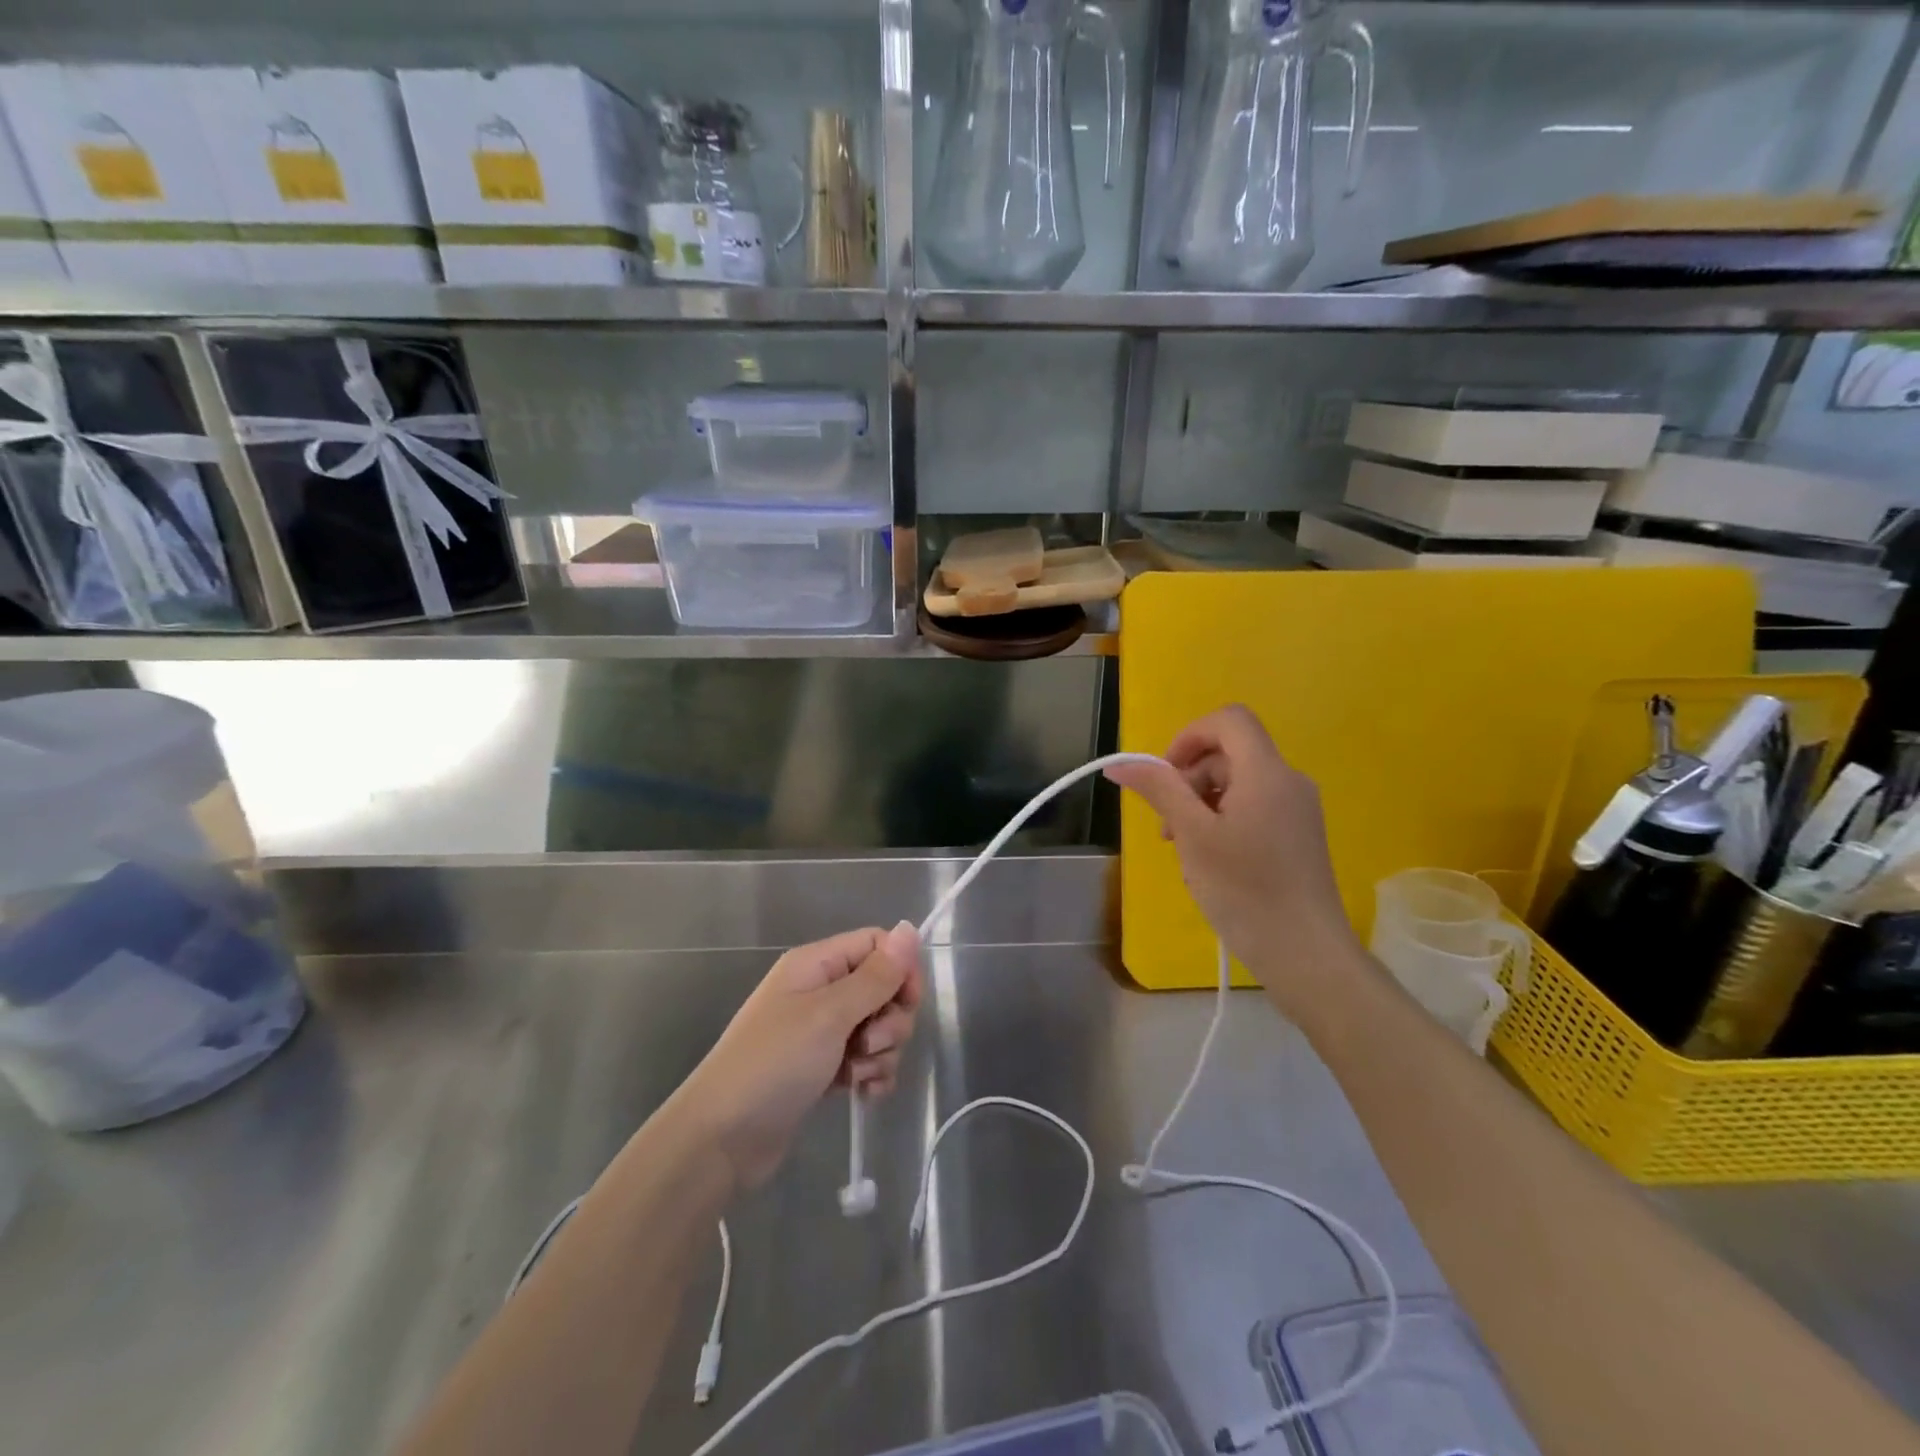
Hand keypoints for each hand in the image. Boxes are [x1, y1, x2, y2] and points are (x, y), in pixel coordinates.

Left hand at [675, 923, 921, 1191]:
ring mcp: (821, 1032)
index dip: (900, 969)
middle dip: (891, 1019)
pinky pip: (867, 1060)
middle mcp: (820, 990)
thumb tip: (909, 928)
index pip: (877, 945)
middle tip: (869, 1044)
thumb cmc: (774, 1064)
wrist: (721, 1140)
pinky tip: (863, 1095)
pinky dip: (872, 1075)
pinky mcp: (823, 1068)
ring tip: (857, 1075)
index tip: (908, 1002)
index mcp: (817, 964)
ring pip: (878, 1028)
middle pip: (882, 988)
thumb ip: (875, 975)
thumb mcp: (829, 1014)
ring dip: (881, 1053)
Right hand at [1105, 705, 1364, 1010]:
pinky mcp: (1299, 835)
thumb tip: (1120, 765)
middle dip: (1189, 778)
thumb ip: (1159, 790)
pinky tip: (1210, 860)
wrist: (1306, 954)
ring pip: (1238, 783)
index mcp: (1267, 772)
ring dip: (1201, 803)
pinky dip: (1223, 820)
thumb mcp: (1192, 836)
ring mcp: (1298, 809)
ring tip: (1185, 848)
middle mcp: (1289, 781)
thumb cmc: (1245, 891)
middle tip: (1169, 827)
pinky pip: (1253, 807)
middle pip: (1230, 753)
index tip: (1164, 776)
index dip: (1189, 736)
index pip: (1229, 720)